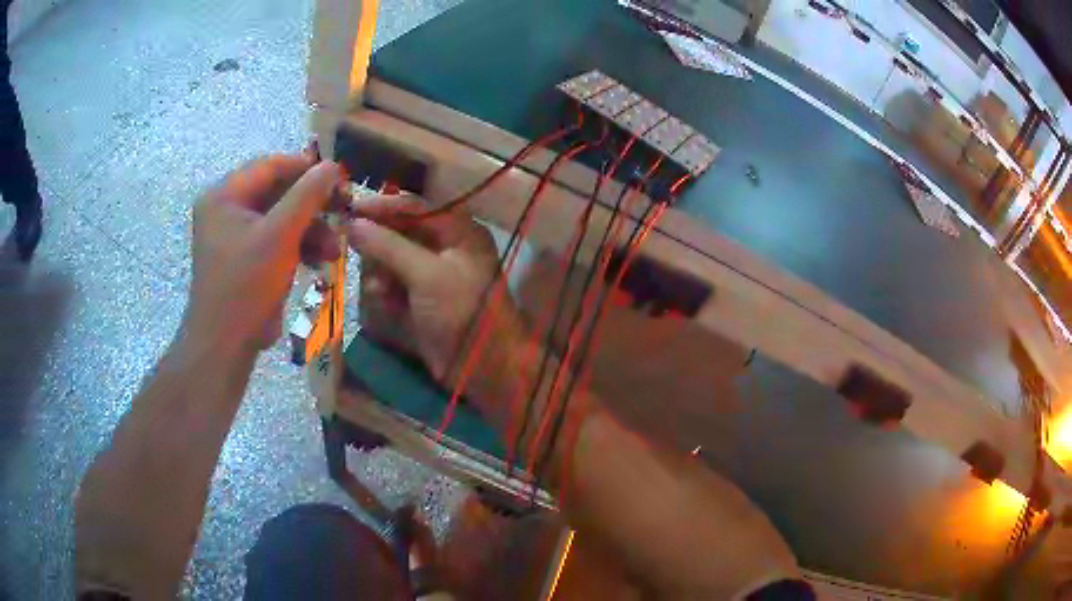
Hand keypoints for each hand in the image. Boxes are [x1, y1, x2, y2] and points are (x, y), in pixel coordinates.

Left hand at [186, 153, 343, 354]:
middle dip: (312, 207)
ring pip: (280, 218)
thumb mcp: (280, 235)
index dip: (307, 169)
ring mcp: (234, 235)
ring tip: (335, 249)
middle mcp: (226, 209)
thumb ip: (307, 196)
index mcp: (225, 195)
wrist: (225, 345)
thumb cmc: (246, 284)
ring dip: (310, 230)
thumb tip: (332, 166)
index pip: (271, 166)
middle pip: (277, 192)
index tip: (341, 179)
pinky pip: (275, 240)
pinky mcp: (245, 258)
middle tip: (343, 212)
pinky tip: (320, 260)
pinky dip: (298, 247)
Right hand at [345, 196, 518, 381]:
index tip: (351, 208)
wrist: (481, 368)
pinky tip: (381, 299)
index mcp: (460, 232)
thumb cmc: (461, 311)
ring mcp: (434, 275)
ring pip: (394, 259)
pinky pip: (395, 284)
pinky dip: (386, 289)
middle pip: (402, 232)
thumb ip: (389, 246)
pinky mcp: (422, 299)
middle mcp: (447, 247)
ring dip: (380, 269)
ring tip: (377, 286)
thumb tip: (354, 224)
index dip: (383, 206)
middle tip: (351, 244)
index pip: (417, 207)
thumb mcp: (426, 274)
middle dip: (379, 242)